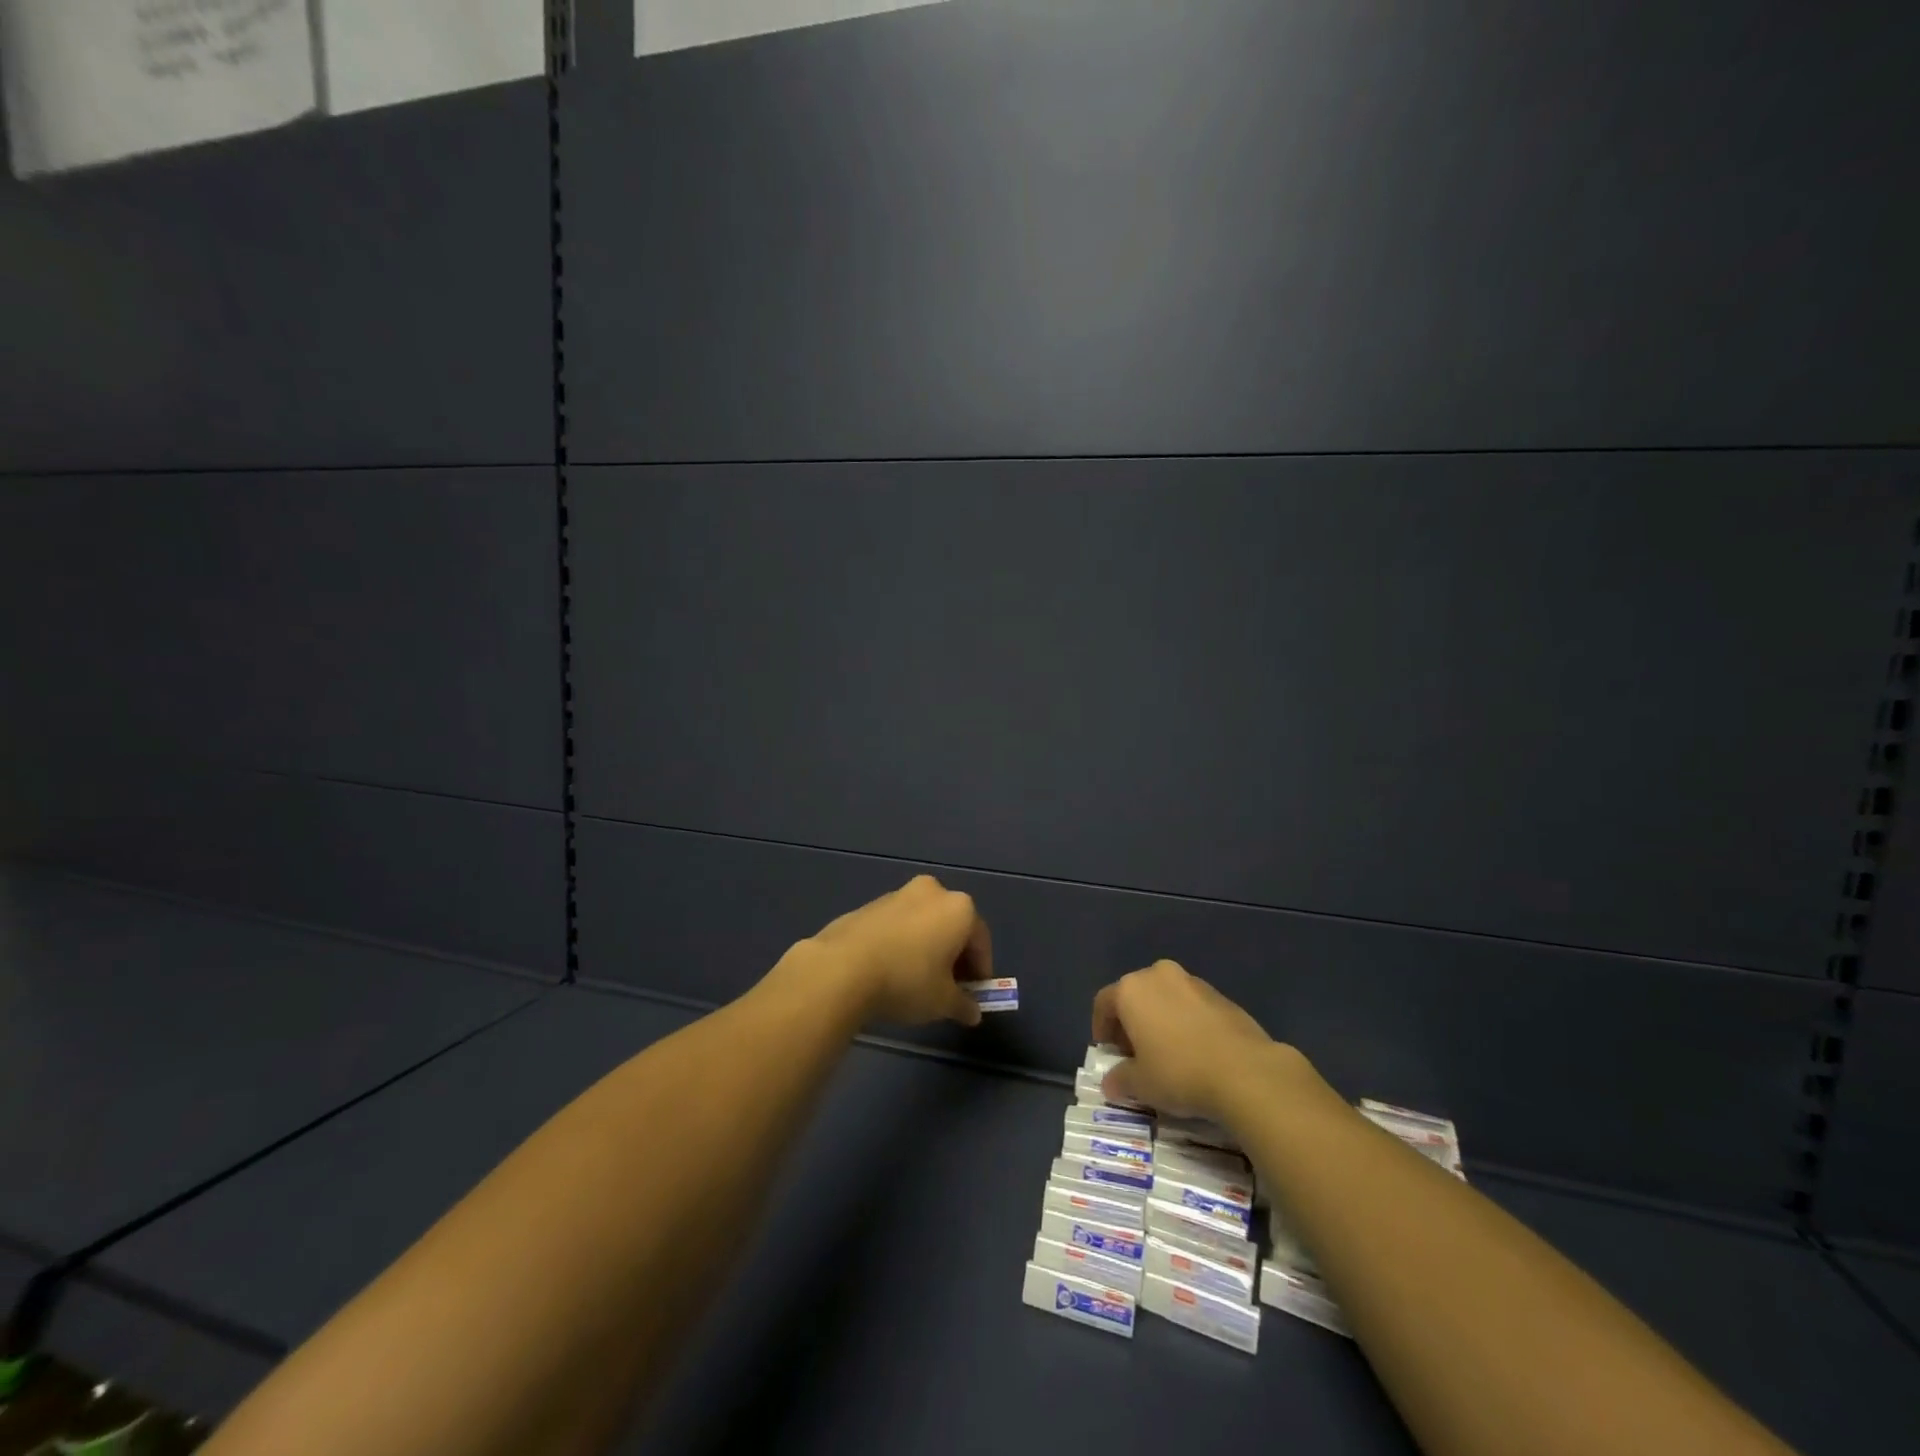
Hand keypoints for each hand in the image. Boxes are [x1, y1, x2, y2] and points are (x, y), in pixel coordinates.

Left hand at [802, 876, 992, 1028]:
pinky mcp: (871, 904)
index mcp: (959, 908)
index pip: (981, 941)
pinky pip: (898, 924)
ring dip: (927, 947)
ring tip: (917, 980)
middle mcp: (933, 892)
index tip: (973, 994)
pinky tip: (891, 969)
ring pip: (924, 923)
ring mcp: (899, 894)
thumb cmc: (907, 980)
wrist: (842, 967)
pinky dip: (902, 942)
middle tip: (949, 987)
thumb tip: (972, 1012)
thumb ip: (963, 1005)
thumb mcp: (943, 1002)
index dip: (981, 970)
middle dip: (954, 956)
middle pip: (952, 926)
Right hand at [1092, 960, 1282, 1121]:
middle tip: (1136, 1054)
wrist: (1245, 1071)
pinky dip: (1186, 1022)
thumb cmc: (1179, 1072)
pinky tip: (1196, 1051)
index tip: (1108, 1053)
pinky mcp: (1221, 995)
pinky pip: (1191, 1005)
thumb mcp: (1141, 1084)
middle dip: (1131, 1022)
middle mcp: (1158, 975)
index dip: (1101, 1028)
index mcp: (1131, 989)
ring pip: (1165, 997)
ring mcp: (1192, 981)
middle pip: (1135, 995)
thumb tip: (1110, 1082)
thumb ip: (1120, 1079)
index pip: (1104, 1003)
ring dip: (1160, 1020)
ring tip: (1168, 1053)